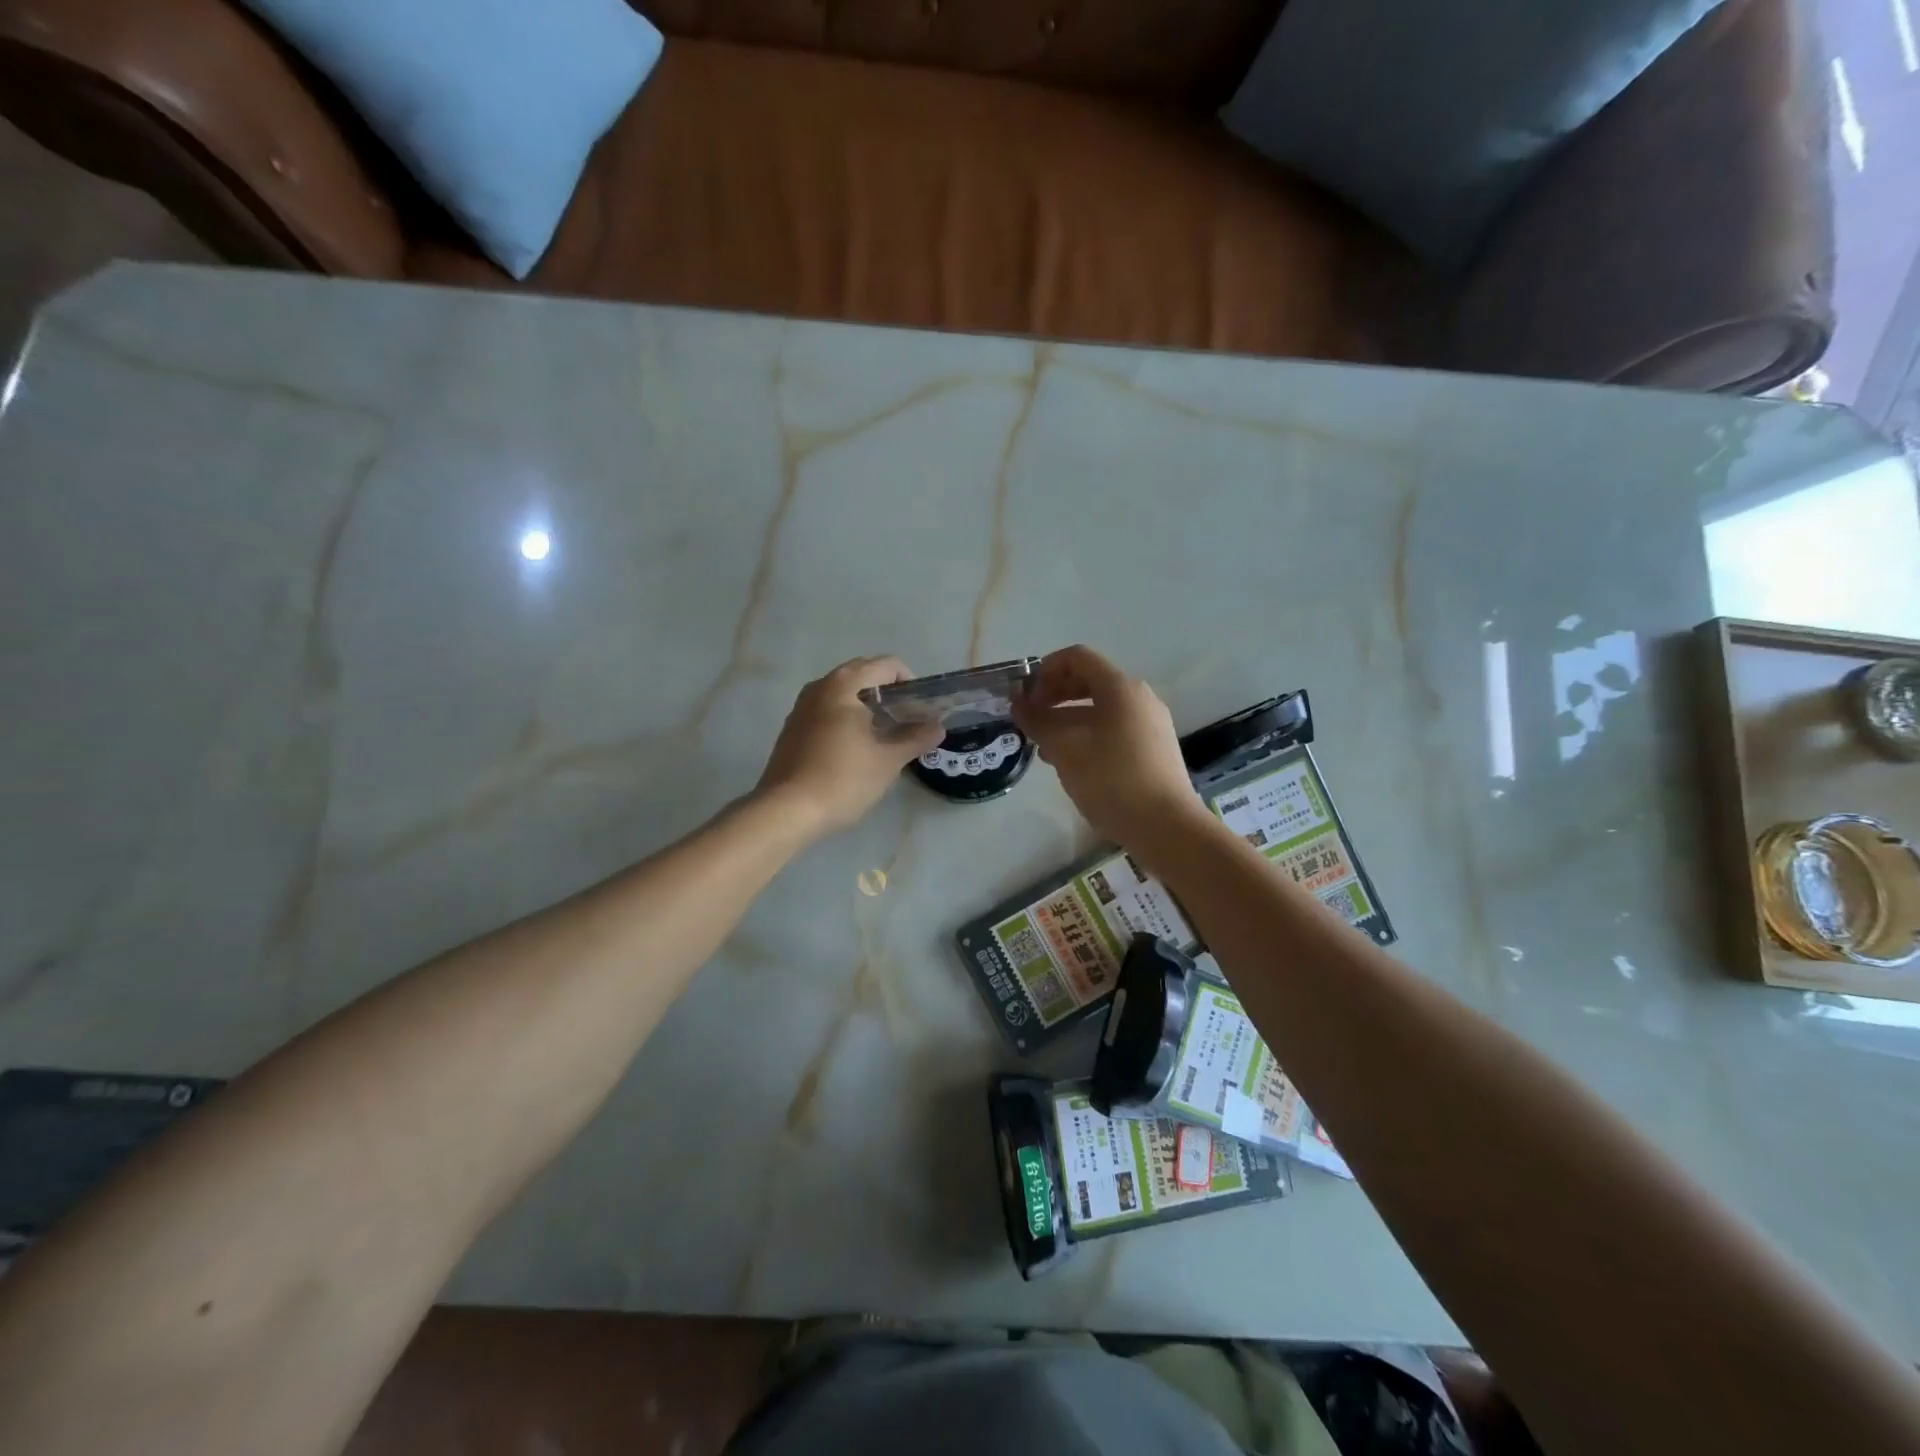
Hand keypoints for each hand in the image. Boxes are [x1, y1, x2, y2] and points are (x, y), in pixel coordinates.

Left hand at [755, 657, 944, 836]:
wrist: (786, 811)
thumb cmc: (843, 779)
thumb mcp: (888, 760)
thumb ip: (915, 738)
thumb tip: (937, 727)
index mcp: (844, 685)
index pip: (887, 665)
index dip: (911, 683)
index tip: (922, 710)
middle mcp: (820, 686)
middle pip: (864, 675)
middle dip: (890, 694)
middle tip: (908, 721)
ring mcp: (802, 707)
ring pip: (844, 694)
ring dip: (868, 706)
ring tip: (885, 735)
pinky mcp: (792, 728)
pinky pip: (827, 710)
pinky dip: (848, 718)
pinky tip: (857, 748)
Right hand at [1012, 645, 1209, 852]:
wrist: (1166, 827)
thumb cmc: (1112, 781)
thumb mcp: (1065, 749)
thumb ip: (1038, 721)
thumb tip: (1019, 703)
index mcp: (1120, 688)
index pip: (1077, 657)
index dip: (1045, 671)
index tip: (1026, 698)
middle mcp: (1139, 698)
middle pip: (1089, 681)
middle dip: (1054, 695)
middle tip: (1031, 720)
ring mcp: (1150, 724)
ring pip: (1100, 708)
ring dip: (1068, 719)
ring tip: (1044, 747)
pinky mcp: (1154, 749)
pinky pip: (1114, 729)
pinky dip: (1087, 735)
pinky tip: (1071, 764)